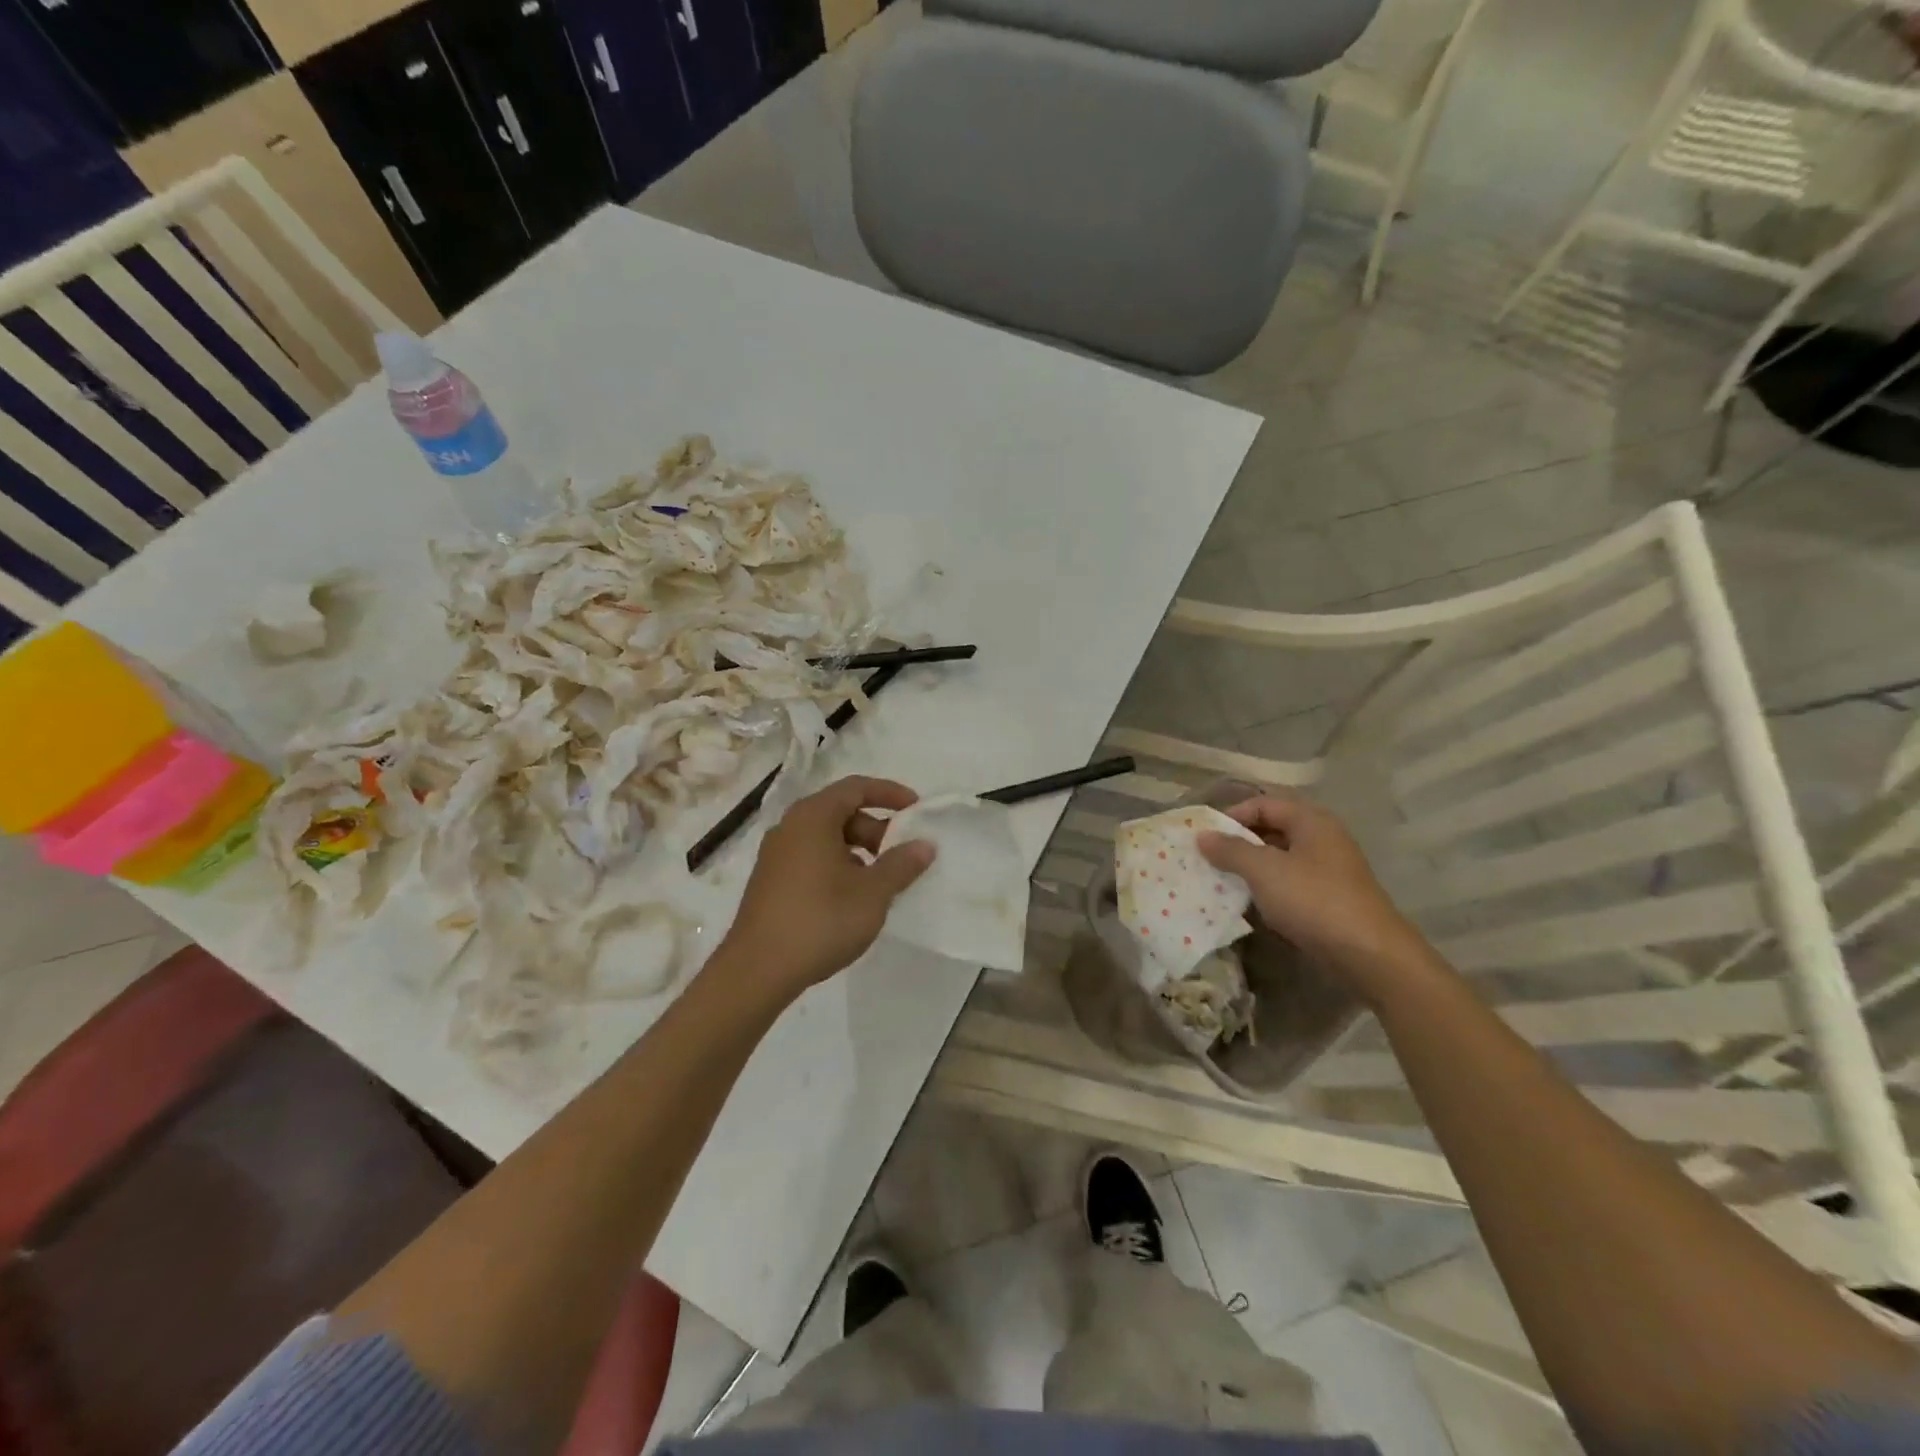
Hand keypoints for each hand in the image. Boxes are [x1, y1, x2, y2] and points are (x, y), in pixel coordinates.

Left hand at [717, 775, 935, 1003]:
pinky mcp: (770, 880)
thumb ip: (901, 864)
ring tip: (880, 880)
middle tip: (901, 854)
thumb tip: (924, 845)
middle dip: (876, 828)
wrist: (757, 970)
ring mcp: (776, 854)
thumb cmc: (820, 921)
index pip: (856, 787)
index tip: (917, 809)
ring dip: (858, 849)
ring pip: (826, 836)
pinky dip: (837, 864)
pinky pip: (811, 856)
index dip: (890, 793)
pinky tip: (851, 897)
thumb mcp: (872, 893)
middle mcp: (790, 826)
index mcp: (813, 817)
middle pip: (841, 811)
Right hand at [1197, 796, 1432, 1004]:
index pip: (1263, 803)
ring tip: (1222, 881)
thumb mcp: (1264, 871)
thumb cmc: (1313, 900)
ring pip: (1280, 858)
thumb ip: (1230, 850)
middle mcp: (1322, 838)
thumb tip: (1202, 836)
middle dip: (1238, 842)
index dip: (1231, 816)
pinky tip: (1250, 903)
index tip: (1204, 837)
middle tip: (1208, 858)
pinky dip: (1268, 888)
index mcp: (1311, 820)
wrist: (1369, 954)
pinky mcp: (1329, 897)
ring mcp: (1328, 869)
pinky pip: (1290, 882)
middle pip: (1272, 829)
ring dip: (1250, 867)